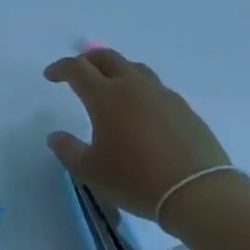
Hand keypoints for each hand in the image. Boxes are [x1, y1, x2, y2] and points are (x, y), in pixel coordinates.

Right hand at [44, 49, 232, 224]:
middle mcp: (134, 87)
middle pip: (107, 58)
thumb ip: (68, 150)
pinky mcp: (184, 109)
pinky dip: (141, 90)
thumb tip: (55, 136)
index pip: (77, 69)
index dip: (60, 68)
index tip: (50, 76)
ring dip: (117, 70)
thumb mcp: (91, 171)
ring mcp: (163, 95)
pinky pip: (156, 89)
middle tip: (78, 71)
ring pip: (135, 68)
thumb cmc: (136, 179)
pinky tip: (142, 110)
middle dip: (88, 60)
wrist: (198, 192)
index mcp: (106, 96)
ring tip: (111, 85)